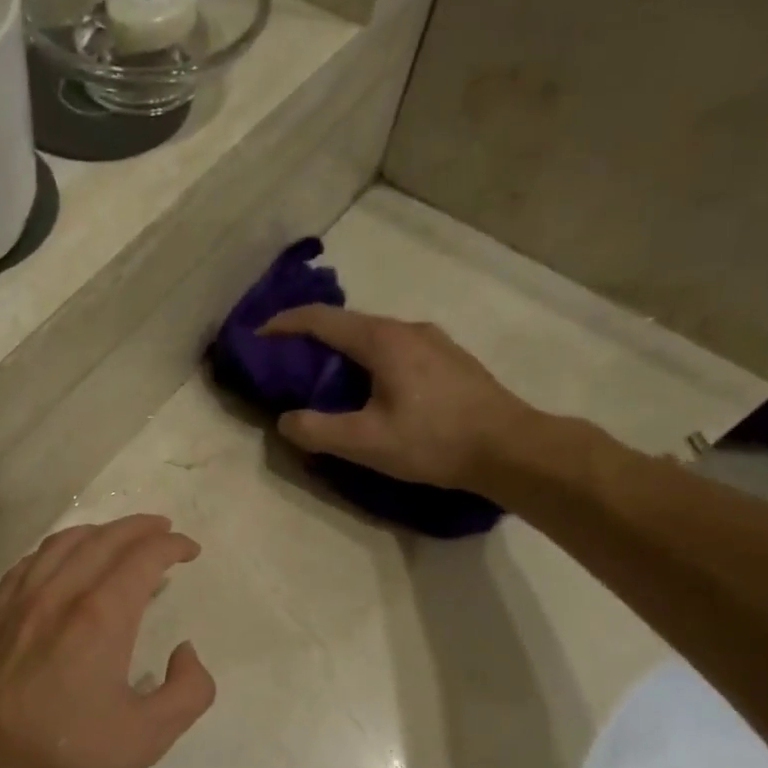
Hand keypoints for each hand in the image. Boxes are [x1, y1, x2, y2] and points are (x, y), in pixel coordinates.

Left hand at [0, 515, 214, 767]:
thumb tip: (185, 652)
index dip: (171, 546)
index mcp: (100, 616)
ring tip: (117, 538)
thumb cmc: (69, 758)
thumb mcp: (150, 736)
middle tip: (162, 530)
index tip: (189, 550)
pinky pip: (27, 564)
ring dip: (97, 533)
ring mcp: (17, 603)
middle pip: (103, 540)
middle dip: (139, 528)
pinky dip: (55, 551)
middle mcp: (57, 595)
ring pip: (61, 545)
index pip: (142, 558)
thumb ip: (189, 690)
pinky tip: (60, 563)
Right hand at [260, 306, 537, 492]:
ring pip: (374, 339)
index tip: (257, 337)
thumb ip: (316, 430)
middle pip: (347, 325)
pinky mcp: (450, 361)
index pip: (321, 320)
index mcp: (383, 340)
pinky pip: (395, 352)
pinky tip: (370, 392)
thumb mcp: (365, 443)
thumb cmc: (434, 440)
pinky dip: (369, 363)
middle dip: (311, 341)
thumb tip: (285, 421)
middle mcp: (408, 329)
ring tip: (325, 383)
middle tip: (286, 368)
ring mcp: (434, 342)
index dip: (283, 325)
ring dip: (342, 354)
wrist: (510, 448)